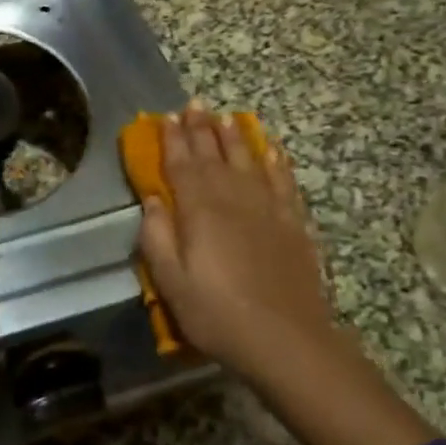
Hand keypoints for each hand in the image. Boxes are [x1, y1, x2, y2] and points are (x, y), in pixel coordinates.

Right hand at [137, 103, 333, 381]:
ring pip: (248, 160)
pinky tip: (272, 150)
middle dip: (201, 128)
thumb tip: (152, 199)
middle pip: (214, 154)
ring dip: (235, 136)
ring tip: (225, 117)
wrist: (286, 340)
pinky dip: (276, 162)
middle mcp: (233, 198)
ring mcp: (268, 208)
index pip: (182, 164)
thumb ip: (157, 236)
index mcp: (200, 209)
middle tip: (194, 104)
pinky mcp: (293, 223)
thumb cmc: (218, 314)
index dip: (173, 139)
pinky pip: (283, 181)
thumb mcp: (171, 282)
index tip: (166, 117)